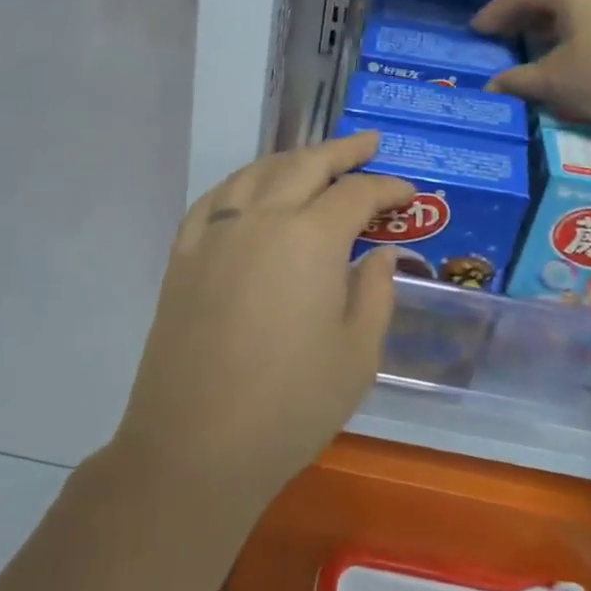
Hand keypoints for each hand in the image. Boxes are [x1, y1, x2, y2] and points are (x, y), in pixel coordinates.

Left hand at [109, 133, 412, 525]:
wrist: (195, 445)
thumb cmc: (290, 405)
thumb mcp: (357, 354)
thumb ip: (375, 292)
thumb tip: (382, 254)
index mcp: (310, 238)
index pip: (356, 194)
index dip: (387, 189)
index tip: (408, 192)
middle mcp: (261, 218)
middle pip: (305, 165)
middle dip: (342, 151)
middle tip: (369, 144)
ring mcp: (215, 233)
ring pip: (257, 173)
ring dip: (291, 159)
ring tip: (314, 158)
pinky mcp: (183, 255)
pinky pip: (214, 199)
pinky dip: (240, 183)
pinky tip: (250, 189)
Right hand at [472, 0, 590, 125]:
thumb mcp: (560, 80)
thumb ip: (521, 80)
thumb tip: (491, 86)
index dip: (494, 13)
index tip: (475, 30)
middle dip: (523, 14)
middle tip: (502, 34)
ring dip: (552, 19)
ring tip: (537, 41)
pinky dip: (579, 22)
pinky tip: (579, 45)